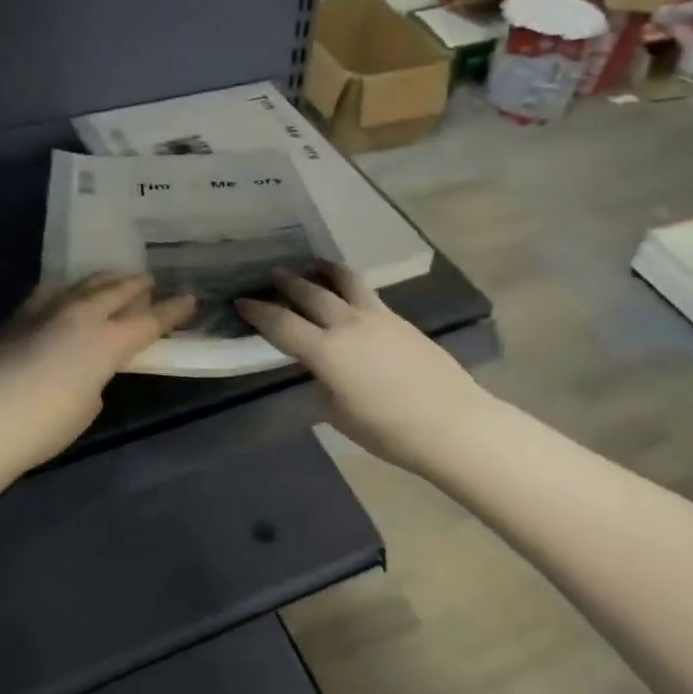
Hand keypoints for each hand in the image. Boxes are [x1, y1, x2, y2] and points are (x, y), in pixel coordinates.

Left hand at [0, 274, 195, 467]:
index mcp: (107, 342)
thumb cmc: (45, 426)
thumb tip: (88, 368)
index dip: (172, 310)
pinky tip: (66, 291)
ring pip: (82, 284)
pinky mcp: (16, 318)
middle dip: (136, 285)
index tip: (190, 298)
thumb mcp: (88, 406)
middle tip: (149, 280)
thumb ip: (96, 378)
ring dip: (103, 280)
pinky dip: (67, 289)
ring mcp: (45, 312)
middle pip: (116, 291)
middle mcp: (80, 316)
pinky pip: (49, 293)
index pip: (149, 320)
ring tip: (113, 277)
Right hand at [237, 263, 489, 474]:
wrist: (450, 422)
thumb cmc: (388, 430)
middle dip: (288, 283)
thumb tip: (323, 370)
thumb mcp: (340, 414)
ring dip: (325, 271)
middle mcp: (348, 325)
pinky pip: (368, 295)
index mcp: (326, 352)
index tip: (242, 301)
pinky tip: (350, 294)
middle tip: (273, 274)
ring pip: (346, 282)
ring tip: (314, 263)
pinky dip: (350, 287)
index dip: (258, 312)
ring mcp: (378, 318)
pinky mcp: (401, 321)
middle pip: (311, 293)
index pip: (282, 324)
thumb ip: (324, 384)